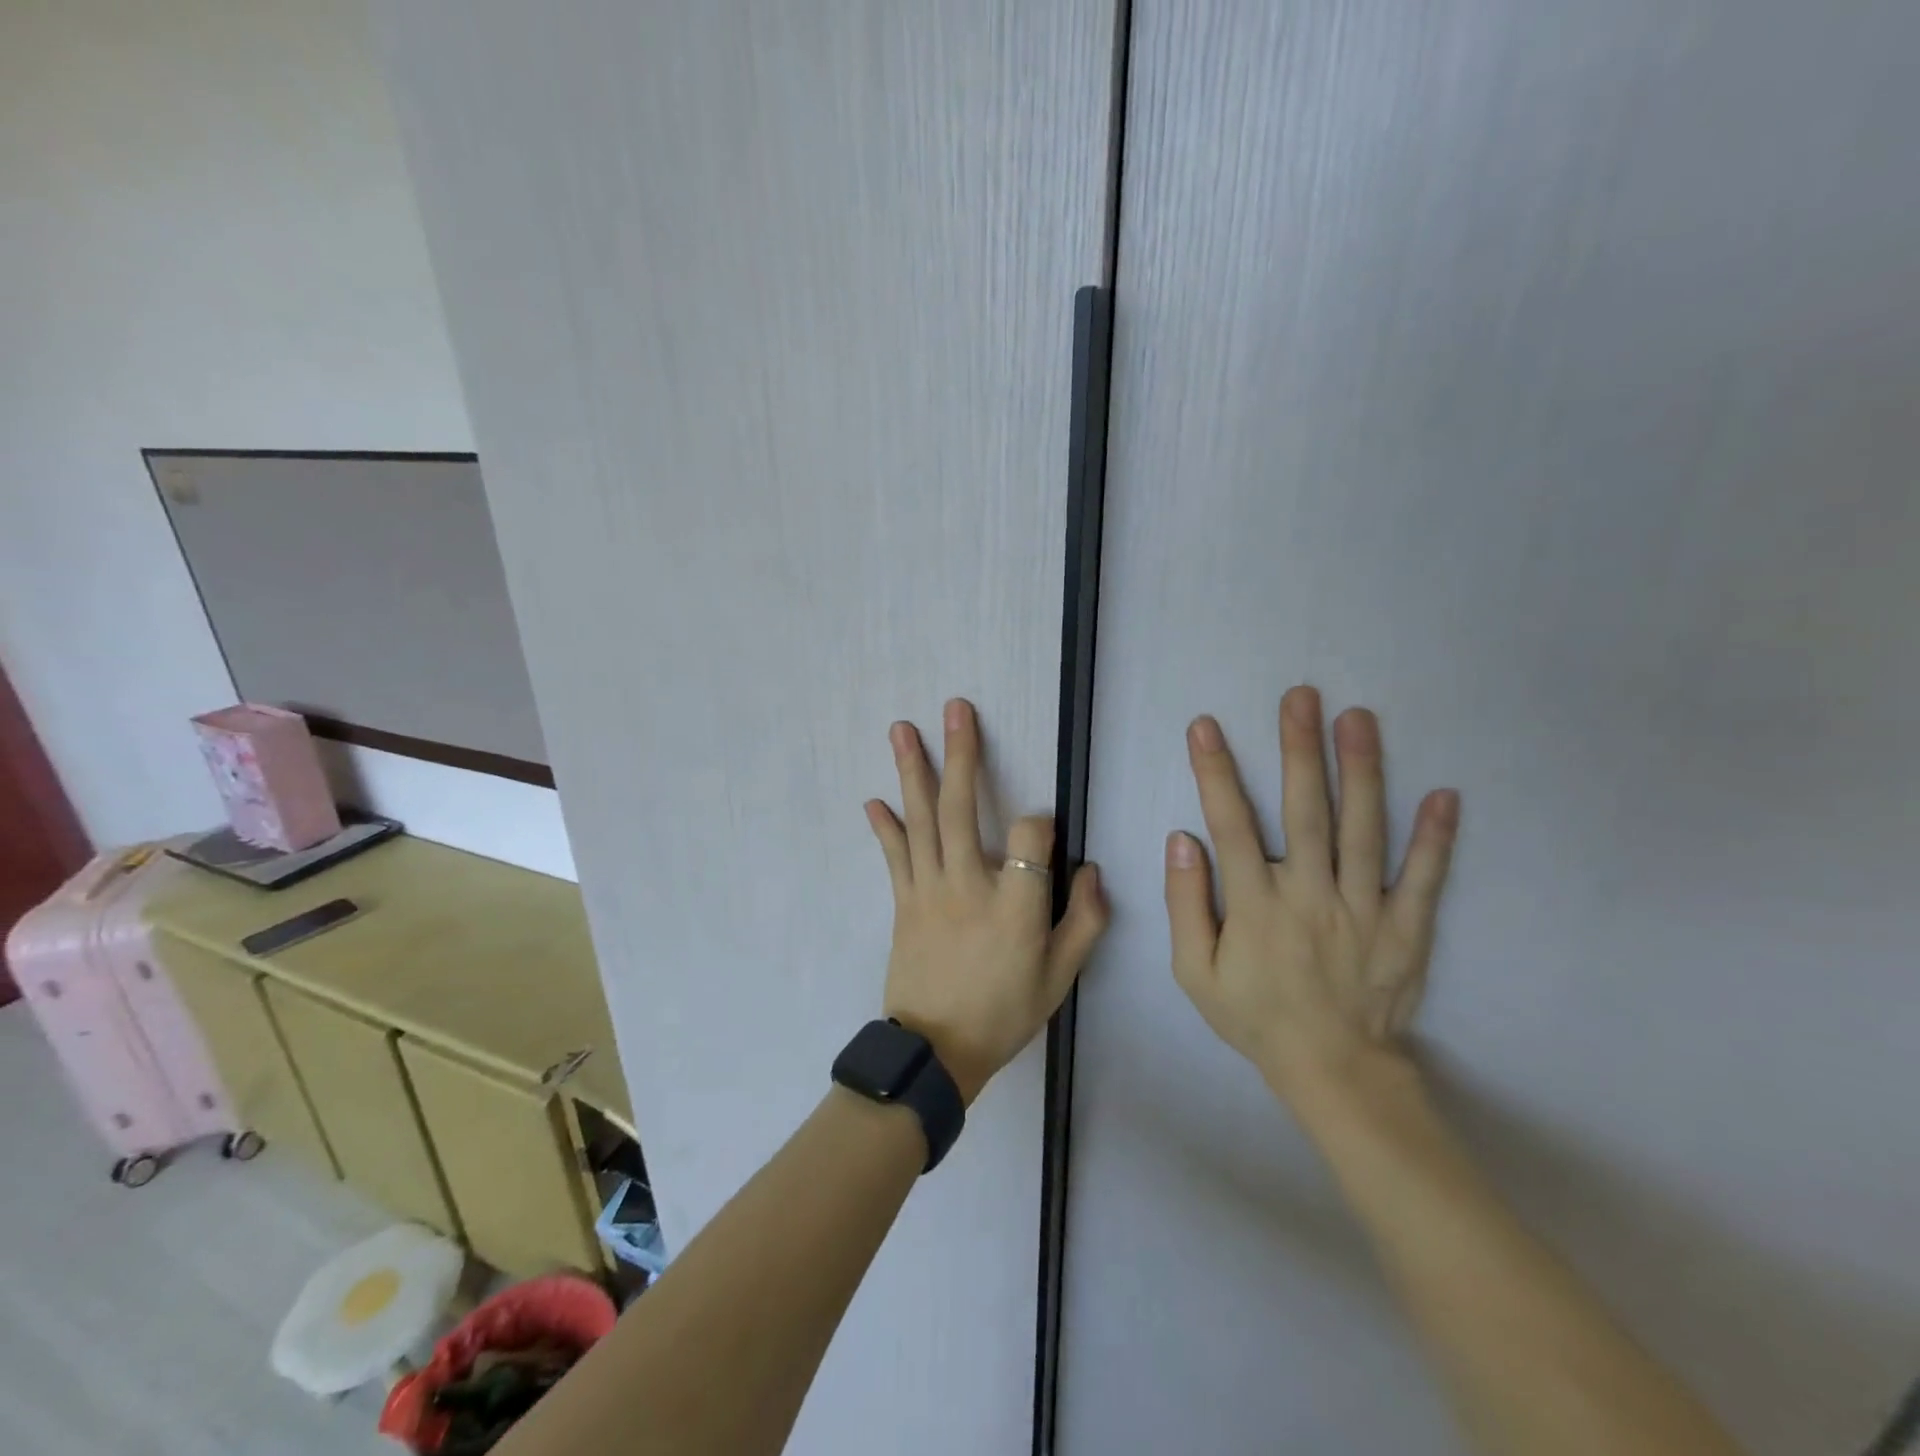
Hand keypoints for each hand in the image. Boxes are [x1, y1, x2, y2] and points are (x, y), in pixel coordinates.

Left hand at [866, 699, 1107, 1104]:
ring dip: (913, 771)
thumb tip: (1091, 870)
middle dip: (962, 754)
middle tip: (955, 709)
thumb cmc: (1005, 1013)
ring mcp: (929, 890)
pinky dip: (885, 827)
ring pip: (921, 821)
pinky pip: (894, 856)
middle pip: (963, 808)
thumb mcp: (1060, 978)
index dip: (1044, 822)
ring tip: (903, 729)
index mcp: (1016, 905)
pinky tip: (874, 800)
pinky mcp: (903, 902)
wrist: (937, 1052)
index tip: (1045, 831)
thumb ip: (1084, 921)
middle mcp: (969, 885)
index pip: (1033, 835)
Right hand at [1166, 685, 1459, 1114]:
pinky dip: (1435, 838)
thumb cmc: (1256, 1016)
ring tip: (1359, 719)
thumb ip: (1185, 904)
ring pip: (1364, 832)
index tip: (1206, 727)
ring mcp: (1365, 911)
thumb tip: (1182, 838)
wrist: (1333, 1071)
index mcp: (1255, 906)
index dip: (1216, 773)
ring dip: (1361, 772)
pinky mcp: (1406, 929)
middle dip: (1299, 750)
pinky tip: (1444, 795)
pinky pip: (1423, 879)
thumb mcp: (1194, 972)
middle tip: (1301, 697)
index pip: (1231, 826)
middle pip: (1305, 813)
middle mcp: (1310, 897)